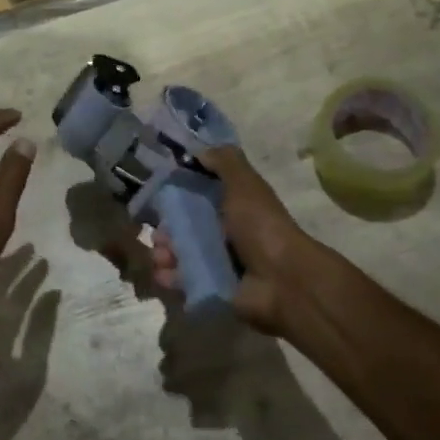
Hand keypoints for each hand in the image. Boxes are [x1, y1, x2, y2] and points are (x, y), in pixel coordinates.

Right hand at [149, 146, 315, 334]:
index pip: (199, 196)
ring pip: (181, 253)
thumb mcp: (244, 183)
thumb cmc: (261, 225)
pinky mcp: (213, 288)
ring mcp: (219, 263)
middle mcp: (226, 233)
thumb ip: (224, 161)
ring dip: (164, 253)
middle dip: (167, 228)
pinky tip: (163, 273)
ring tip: (160, 256)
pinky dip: (170, 277)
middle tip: (158, 233)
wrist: (282, 280)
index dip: (178, 193)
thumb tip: (199, 151)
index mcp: (234, 206)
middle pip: (186, 227)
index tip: (159, 193)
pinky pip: (184, 281)